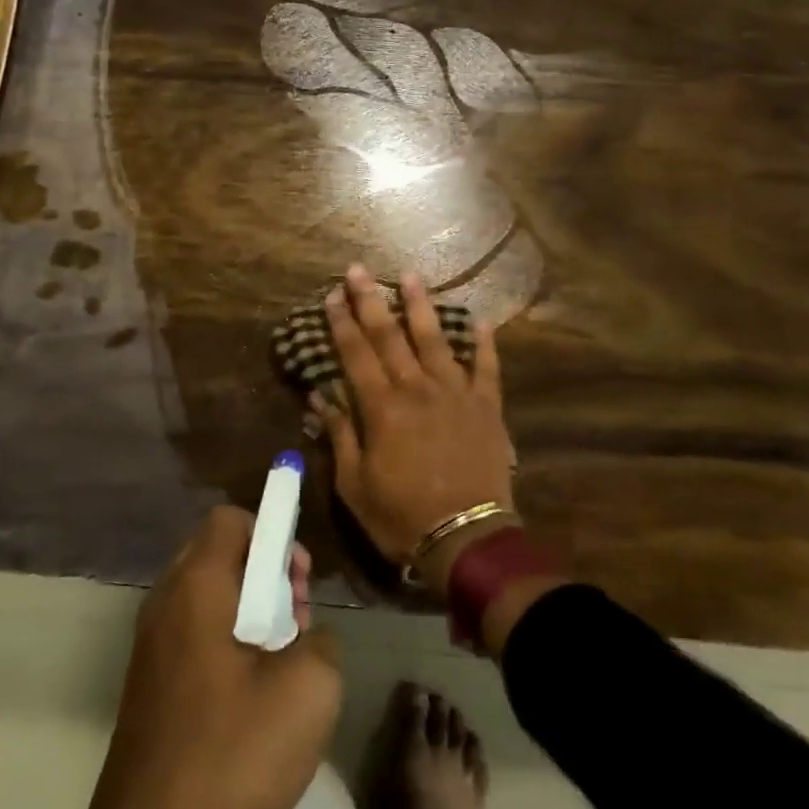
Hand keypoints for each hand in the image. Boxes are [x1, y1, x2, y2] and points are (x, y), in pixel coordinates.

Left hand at [35, 506, 341, 808]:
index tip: (297, 581)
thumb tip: (304, 637)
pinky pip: (191, 631)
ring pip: (206, 594)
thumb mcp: (310, 689)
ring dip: (248, 610)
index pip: (231, 519)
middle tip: (295, 620)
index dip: (272, 534)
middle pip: (219, 553)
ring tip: (278, 660)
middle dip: (265, 574)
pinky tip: (248, 693)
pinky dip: (224, 640)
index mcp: (197, 584)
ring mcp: (150, 642)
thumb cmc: (231, 749)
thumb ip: (321, 640)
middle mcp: (165, 600)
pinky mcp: (146, 681)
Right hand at [317, 265, 518, 590]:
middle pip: (390, 336)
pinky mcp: (486, 407)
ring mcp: (456, 393)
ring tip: (410, 275)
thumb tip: (321, 399)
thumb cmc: (402, 517)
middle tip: (359, 269)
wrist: (467, 539)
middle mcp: (417, 389)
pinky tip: (481, 320)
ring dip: (420, 305)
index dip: (341, 323)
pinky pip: (487, 368)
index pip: (356, 354)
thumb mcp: (355, 486)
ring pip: (436, 339)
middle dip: (371, 300)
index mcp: (382, 408)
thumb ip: (341, 436)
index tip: (331, 295)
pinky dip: (484, 344)